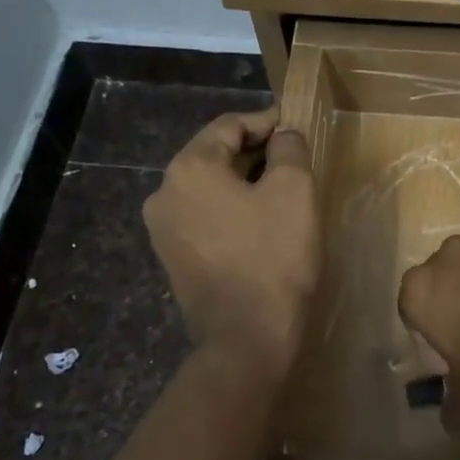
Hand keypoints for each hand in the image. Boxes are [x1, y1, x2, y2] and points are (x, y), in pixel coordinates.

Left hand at [143, 107, 319, 378]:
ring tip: (282, 189)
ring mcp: (163, 229)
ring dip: (244, 181)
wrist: (247, 338)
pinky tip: (261, 221)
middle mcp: (164, 193)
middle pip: (215, 155)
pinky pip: (204, 217)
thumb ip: (289, 147)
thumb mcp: (294, 190)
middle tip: (294, 158)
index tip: (296, 127)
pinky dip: (231, 209)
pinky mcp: (173, 257)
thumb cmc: (273, 257)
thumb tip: (284, 133)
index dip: (266, 121)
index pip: (229, 125)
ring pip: (209, 188)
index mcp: (188, 168)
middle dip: (256, 152)